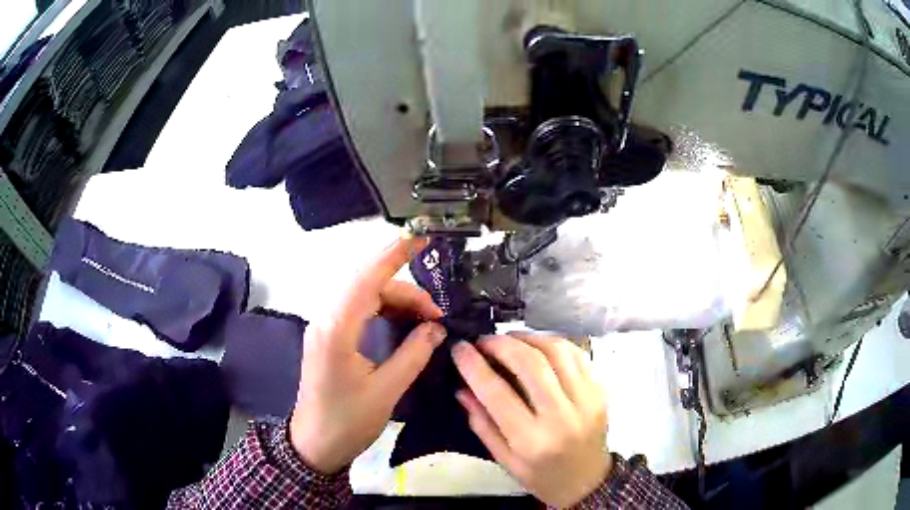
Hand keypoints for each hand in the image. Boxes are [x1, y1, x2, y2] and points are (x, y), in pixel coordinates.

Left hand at [290, 236, 446, 473]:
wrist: (314, 445)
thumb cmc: (347, 422)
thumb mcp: (386, 391)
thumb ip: (413, 353)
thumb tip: (436, 327)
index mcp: (337, 329)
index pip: (367, 278)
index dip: (394, 254)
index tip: (420, 237)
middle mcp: (327, 320)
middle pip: (368, 285)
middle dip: (406, 290)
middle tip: (437, 313)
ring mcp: (325, 328)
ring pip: (364, 297)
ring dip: (396, 302)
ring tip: (426, 321)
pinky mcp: (329, 338)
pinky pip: (358, 311)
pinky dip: (383, 312)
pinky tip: (403, 324)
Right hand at [452, 333, 609, 507]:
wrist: (587, 481)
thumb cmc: (541, 476)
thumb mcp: (504, 459)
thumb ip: (482, 423)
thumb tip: (461, 387)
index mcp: (532, 440)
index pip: (497, 393)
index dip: (474, 365)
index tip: (459, 348)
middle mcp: (562, 416)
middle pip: (530, 363)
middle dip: (501, 344)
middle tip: (484, 341)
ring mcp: (586, 400)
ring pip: (556, 351)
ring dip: (528, 338)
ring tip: (509, 341)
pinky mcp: (599, 390)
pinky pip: (576, 354)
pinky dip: (552, 344)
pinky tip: (537, 348)